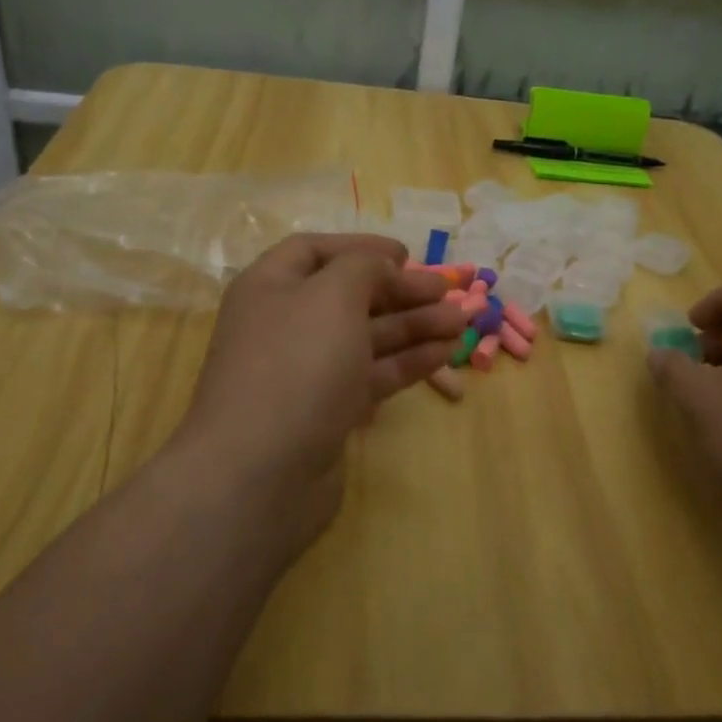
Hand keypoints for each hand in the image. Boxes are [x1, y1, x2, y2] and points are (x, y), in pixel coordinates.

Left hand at [177, 234, 468, 547]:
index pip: (315, 251)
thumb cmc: (296, 365)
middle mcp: (286, 325)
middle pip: (349, 296)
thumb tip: (383, 266)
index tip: (408, 255)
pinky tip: (444, 355)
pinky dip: (407, 362)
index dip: (362, 247)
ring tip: (461, 322)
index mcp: (271, 287)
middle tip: (449, 292)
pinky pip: (371, 375)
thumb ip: (364, 267)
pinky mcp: (327, 412)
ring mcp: (307, 372)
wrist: (260, 473)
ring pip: (367, 337)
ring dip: (414, 326)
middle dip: (401, 290)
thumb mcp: (332, 296)